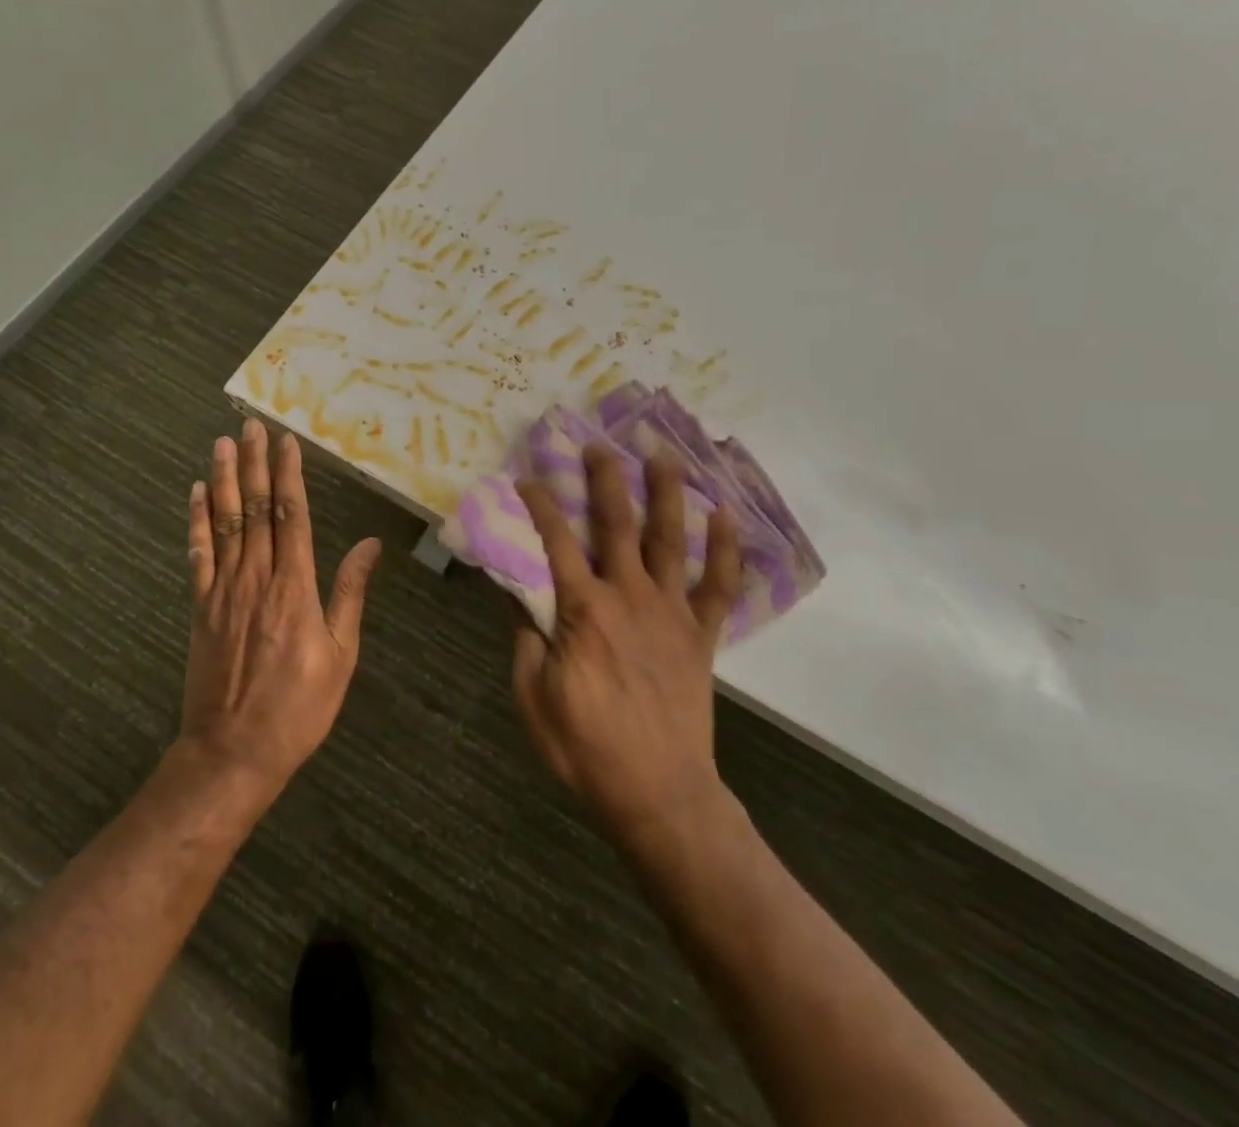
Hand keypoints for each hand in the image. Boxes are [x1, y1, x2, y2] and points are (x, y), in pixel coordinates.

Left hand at [182, 419, 381, 791]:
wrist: (233, 752)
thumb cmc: (299, 707)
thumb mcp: (340, 654)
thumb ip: (349, 593)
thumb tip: (369, 545)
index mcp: (295, 586)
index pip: (291, 515)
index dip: (288, 475)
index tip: (285, 442)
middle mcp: (257, 577)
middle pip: (256, 509)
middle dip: (255, 464)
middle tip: (250, 426)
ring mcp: (223, 590)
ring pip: (225, 523)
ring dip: (224, 480)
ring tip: (222, 444)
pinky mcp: (201, 607)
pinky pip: (198, 555)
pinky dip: (197, 522)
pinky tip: (196, 495)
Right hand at [513, 444, 742, 842]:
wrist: (658, 794)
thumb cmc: (585, 747)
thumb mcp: (533, 694)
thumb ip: (525, 634)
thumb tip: (512, 586)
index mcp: (583, 610)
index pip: (555, 542)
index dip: (540, 504)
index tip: (528, 477)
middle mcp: (629, 597)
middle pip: (617, 525)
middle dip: (606, 480)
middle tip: (599, 445)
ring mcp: (670, 613)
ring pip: (670, 541)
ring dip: (666, 494)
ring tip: (663, 456)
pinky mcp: (700, 635)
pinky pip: (718, 586)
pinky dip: (725, 550)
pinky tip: (725, 516)